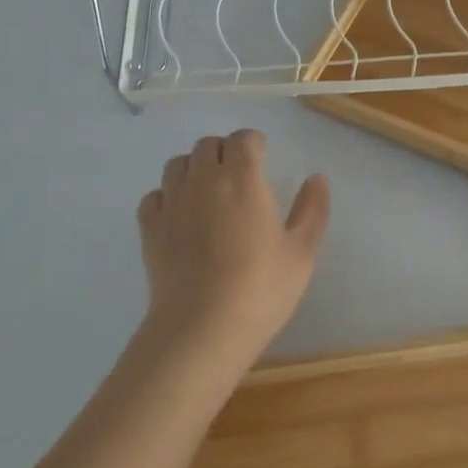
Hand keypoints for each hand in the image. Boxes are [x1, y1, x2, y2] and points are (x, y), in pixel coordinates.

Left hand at [135, 130, 330, 370]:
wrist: (202, 329)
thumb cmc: (260, 288)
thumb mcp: (301, 252)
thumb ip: (312, 209)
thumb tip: (317, 178)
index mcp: (243, 178)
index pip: (244, 139)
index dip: (254, 144)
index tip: (263, 161)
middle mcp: (204, 179)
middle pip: (208, 144)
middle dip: (224, 152)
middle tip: (238, 178)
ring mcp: (172, 201)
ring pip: (177, 163)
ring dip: (194, 169)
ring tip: (208, 194)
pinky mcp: (149, 227)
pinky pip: (155, 195)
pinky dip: (167, 197)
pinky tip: (180, 218)